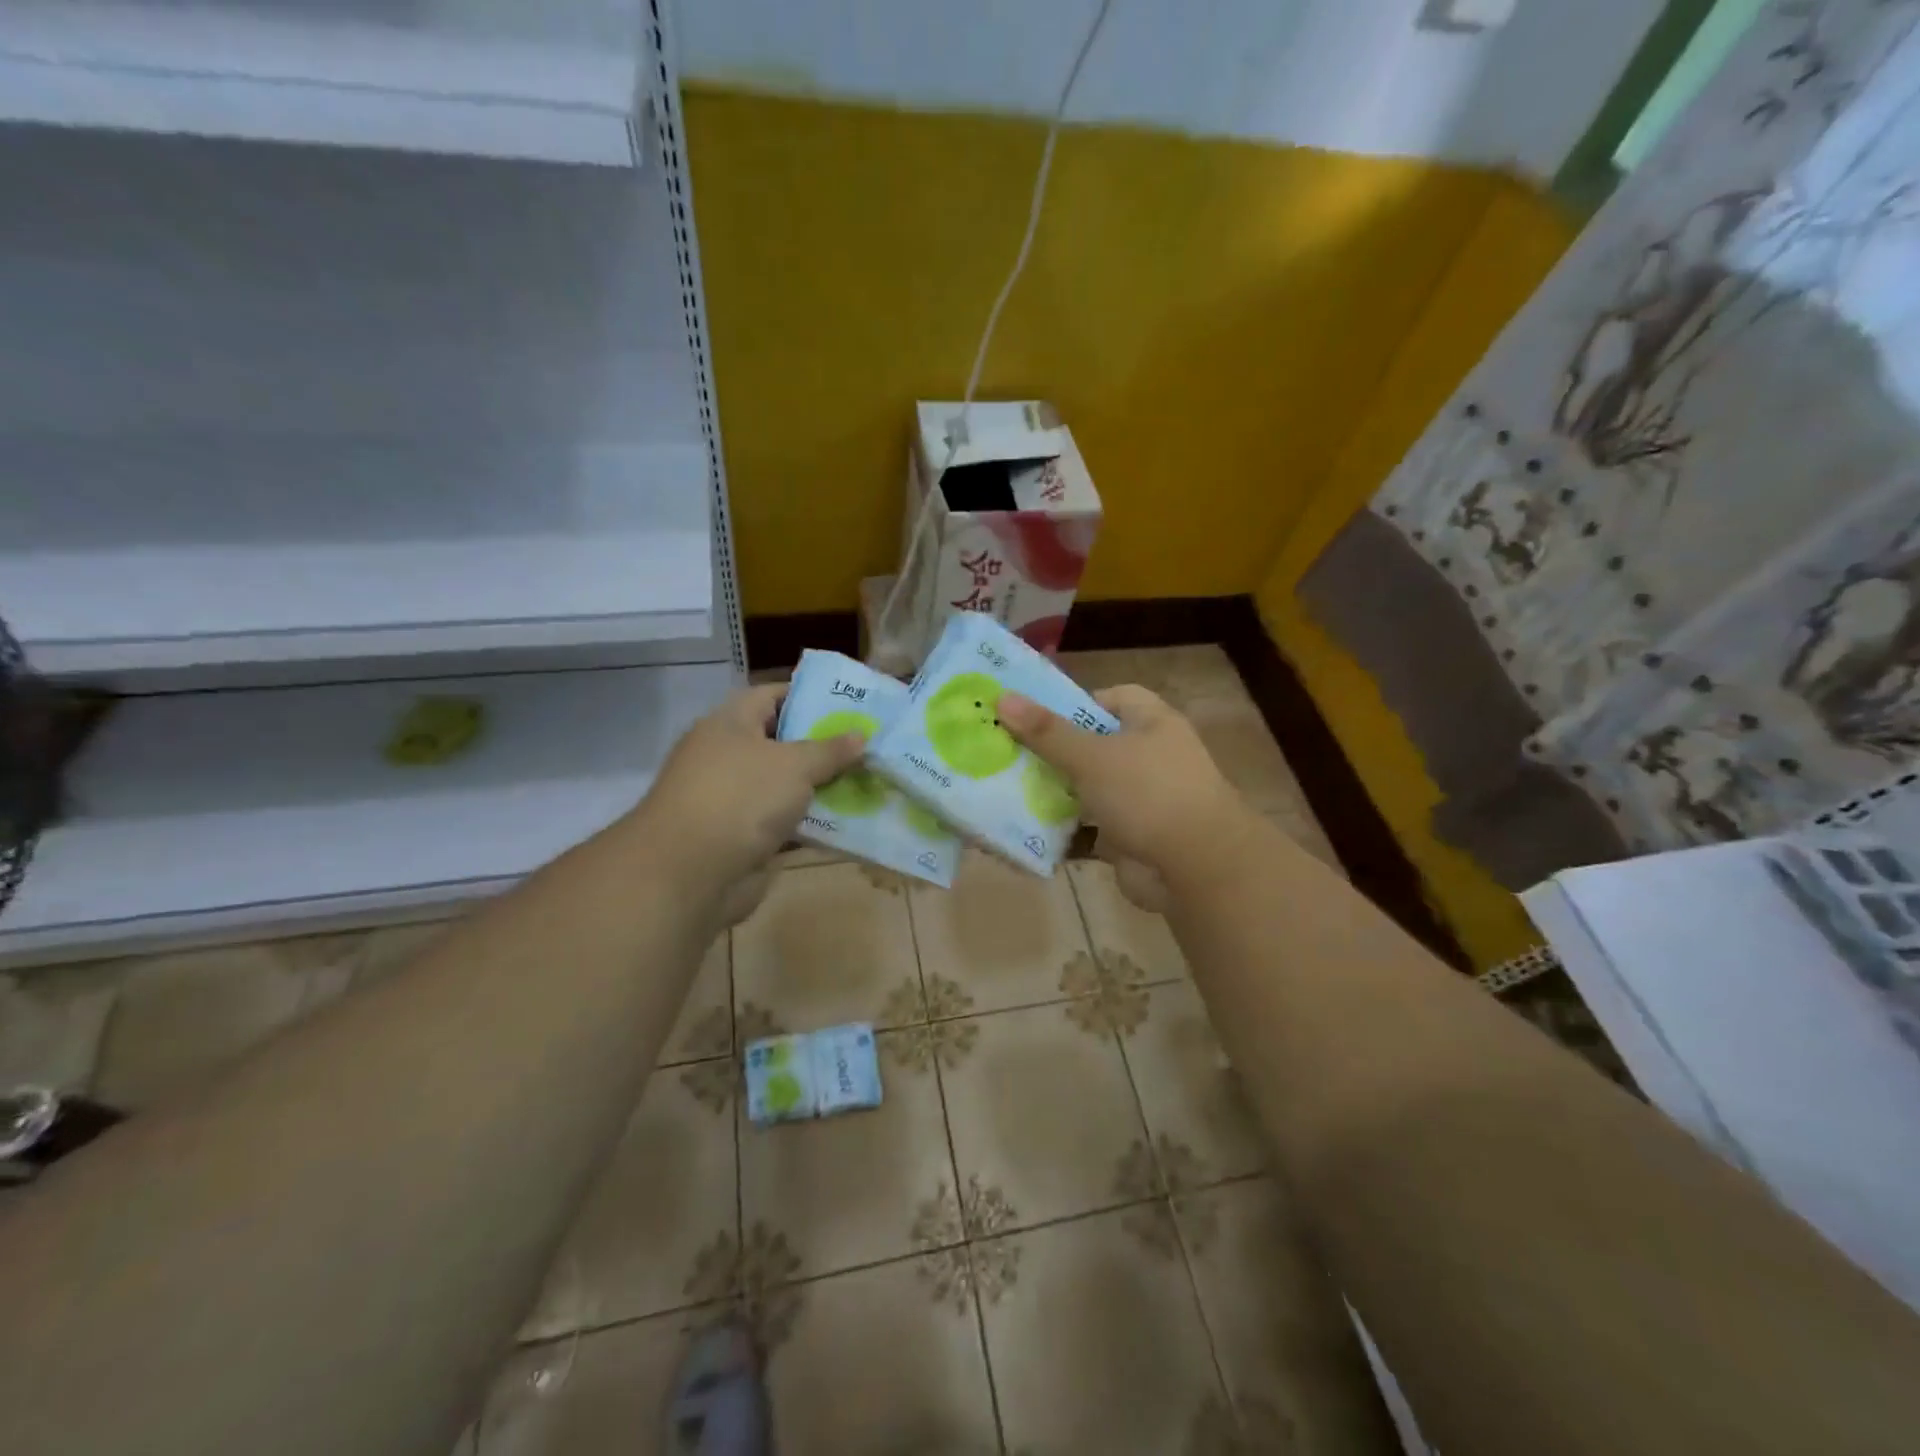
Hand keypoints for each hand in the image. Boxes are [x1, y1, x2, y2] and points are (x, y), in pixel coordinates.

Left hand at [635, 685, 864, 918]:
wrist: (689, 874)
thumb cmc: (741, 798)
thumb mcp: (795, 764)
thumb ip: (830, 750)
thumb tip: (861, 735)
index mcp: (730, 724)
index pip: (772, 696)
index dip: (809, 696)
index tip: (849, 704)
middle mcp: (729, 757)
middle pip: (783, 743)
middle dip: (824, 745)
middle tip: (869, 745)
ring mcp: (734, 800)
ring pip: (787, 786)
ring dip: (822, 787)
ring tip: (869, 781)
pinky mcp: (743, 838)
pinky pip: (786, 823)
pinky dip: (813, 823)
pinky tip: (850, 822)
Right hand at [998, 686, 1257, 910]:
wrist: (1196, 870)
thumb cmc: (1147, 794)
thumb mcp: (1092, 757)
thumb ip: (1046, 732)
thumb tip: (1002, 697)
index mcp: (1151, 723)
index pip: (1112, 698)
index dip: (1075, 703)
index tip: (1036, 717)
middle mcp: (1148, 757)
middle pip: (1092, 745)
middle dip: (1052, 752)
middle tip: (1006, 754)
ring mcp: (1140, 800)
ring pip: (1087, 790)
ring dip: (1052, 794)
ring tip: (1005, 791)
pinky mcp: (1130, 838)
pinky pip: (1088, 830)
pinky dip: (1062, 832)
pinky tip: (1025, 833)